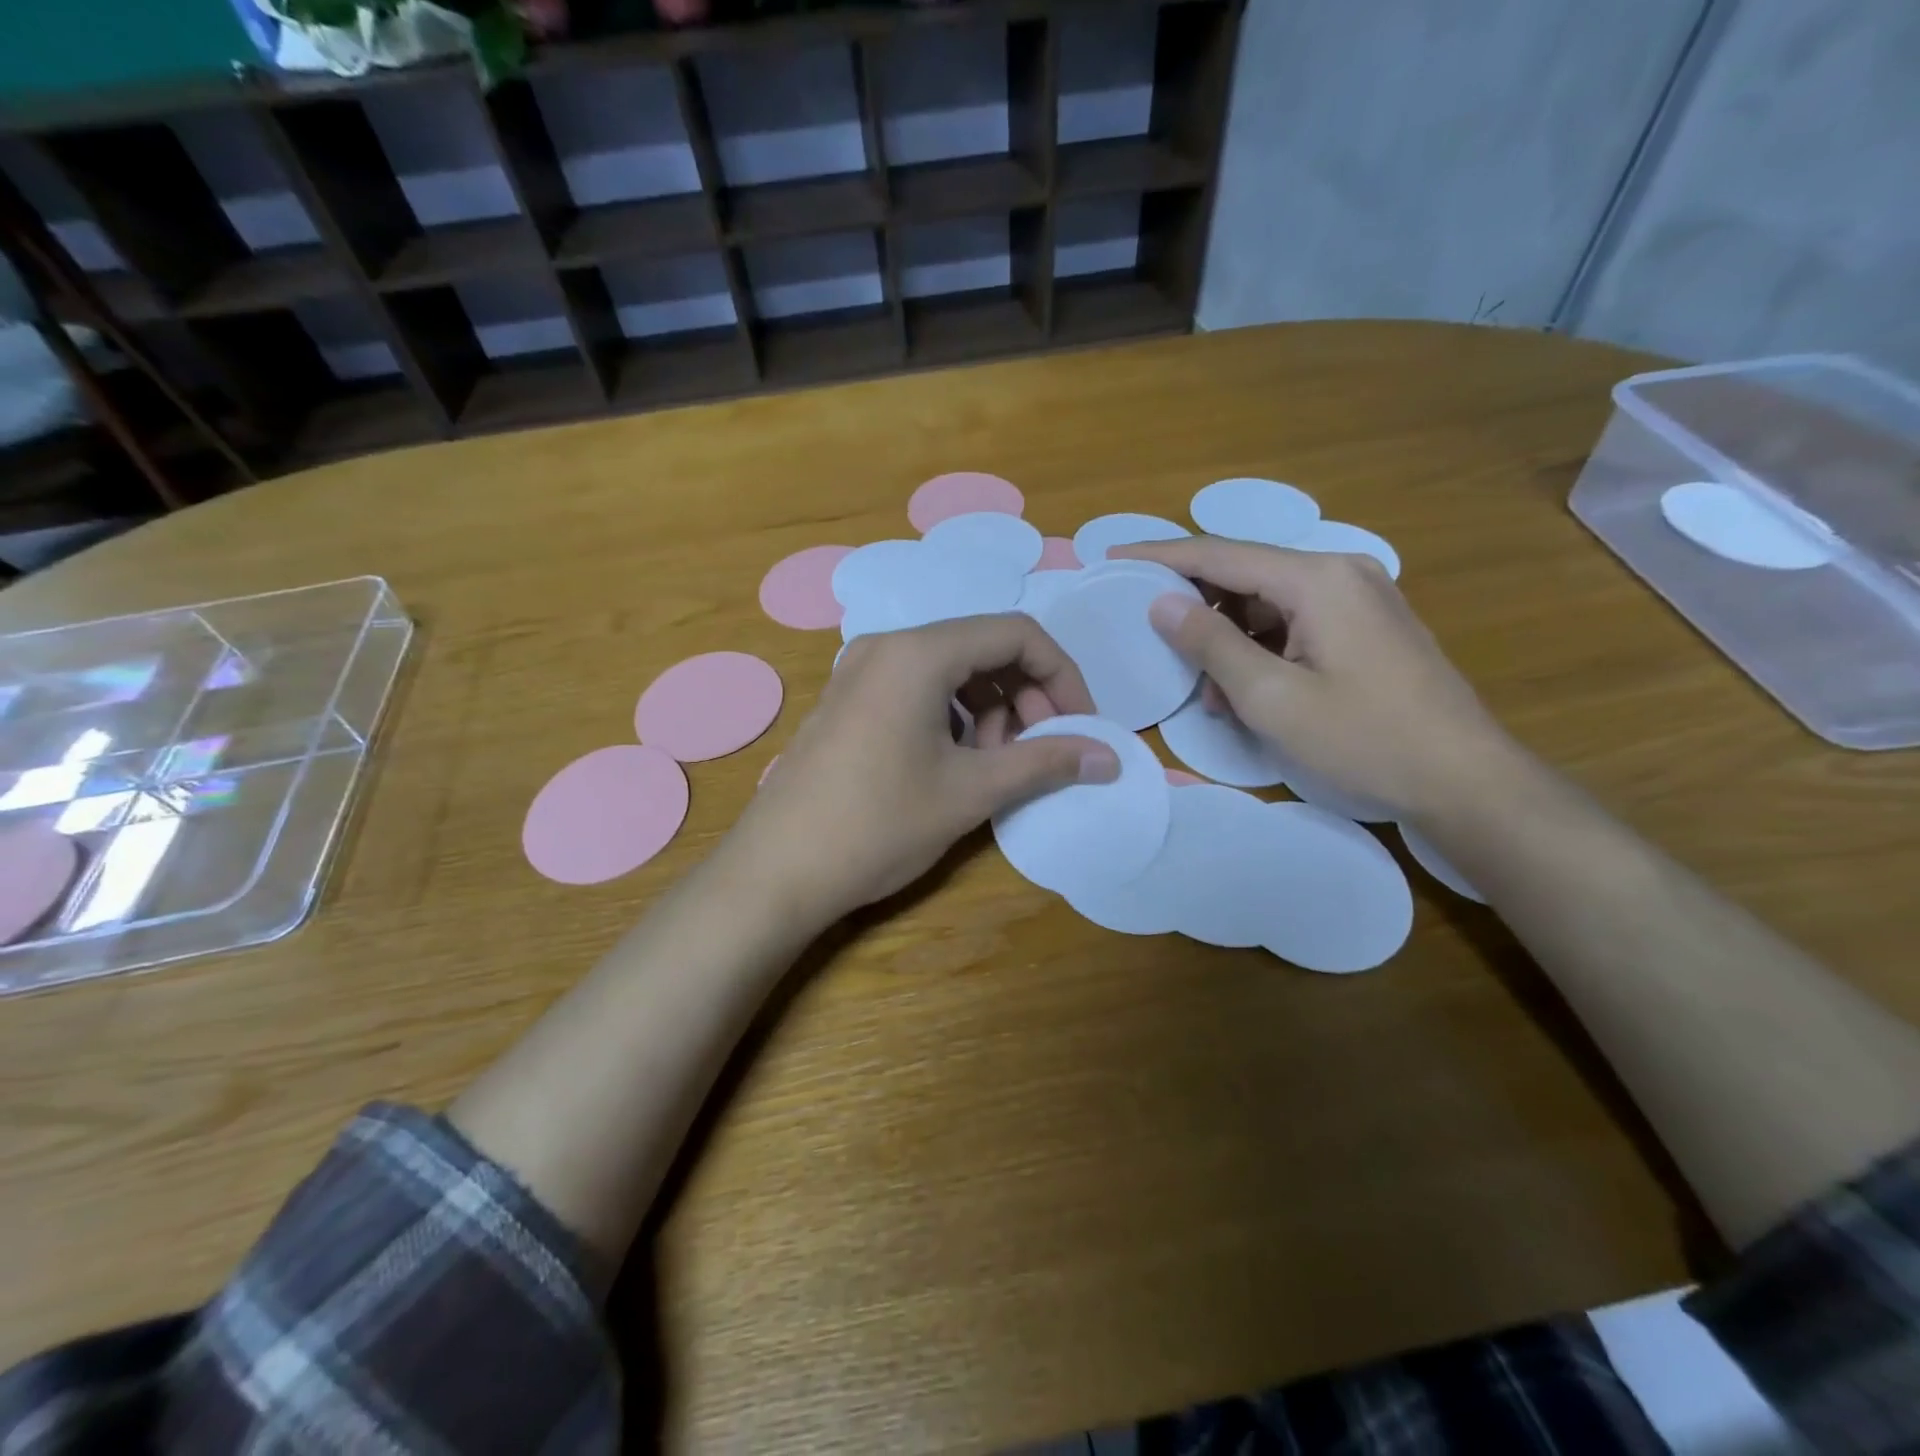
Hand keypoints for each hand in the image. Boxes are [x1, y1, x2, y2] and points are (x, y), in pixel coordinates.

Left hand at [723, 614, 1119, 925]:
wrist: (776, 872)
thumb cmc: (878, 824)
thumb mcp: (971, 792)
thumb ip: (1045, 763)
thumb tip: (1110, 757)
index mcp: (919, 653)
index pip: (1017, 634)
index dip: (1062, 676)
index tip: (1081, 726)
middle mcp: (887, 646)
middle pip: (983, 648)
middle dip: (1026, 696)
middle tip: (1040, 752)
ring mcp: (860, 672)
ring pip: (951, 671)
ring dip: (991, 710)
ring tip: (996, 765)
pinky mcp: (848, 701)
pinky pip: (918, 690)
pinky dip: (953, 717)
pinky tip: (955, 764)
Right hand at [1113, 538, 1517, 818]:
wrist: (1464, 779)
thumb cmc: (1364, 739)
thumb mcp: (1272, 698)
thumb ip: (1212, 645)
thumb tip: (1162, 604)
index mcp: (1317, 579)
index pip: (1220, 554)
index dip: (1161, 555)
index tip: (1114, 555)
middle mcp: (1339, 572)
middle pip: (1245, 575)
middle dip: (1195, 604)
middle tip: (1148, 630)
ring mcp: (1358, 598)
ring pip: (1267, 604)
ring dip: (1228, 639)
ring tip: (1203, 689)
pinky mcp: (1366, 627)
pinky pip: (1294, 623)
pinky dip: (1260, 650)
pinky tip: (1244, 691)